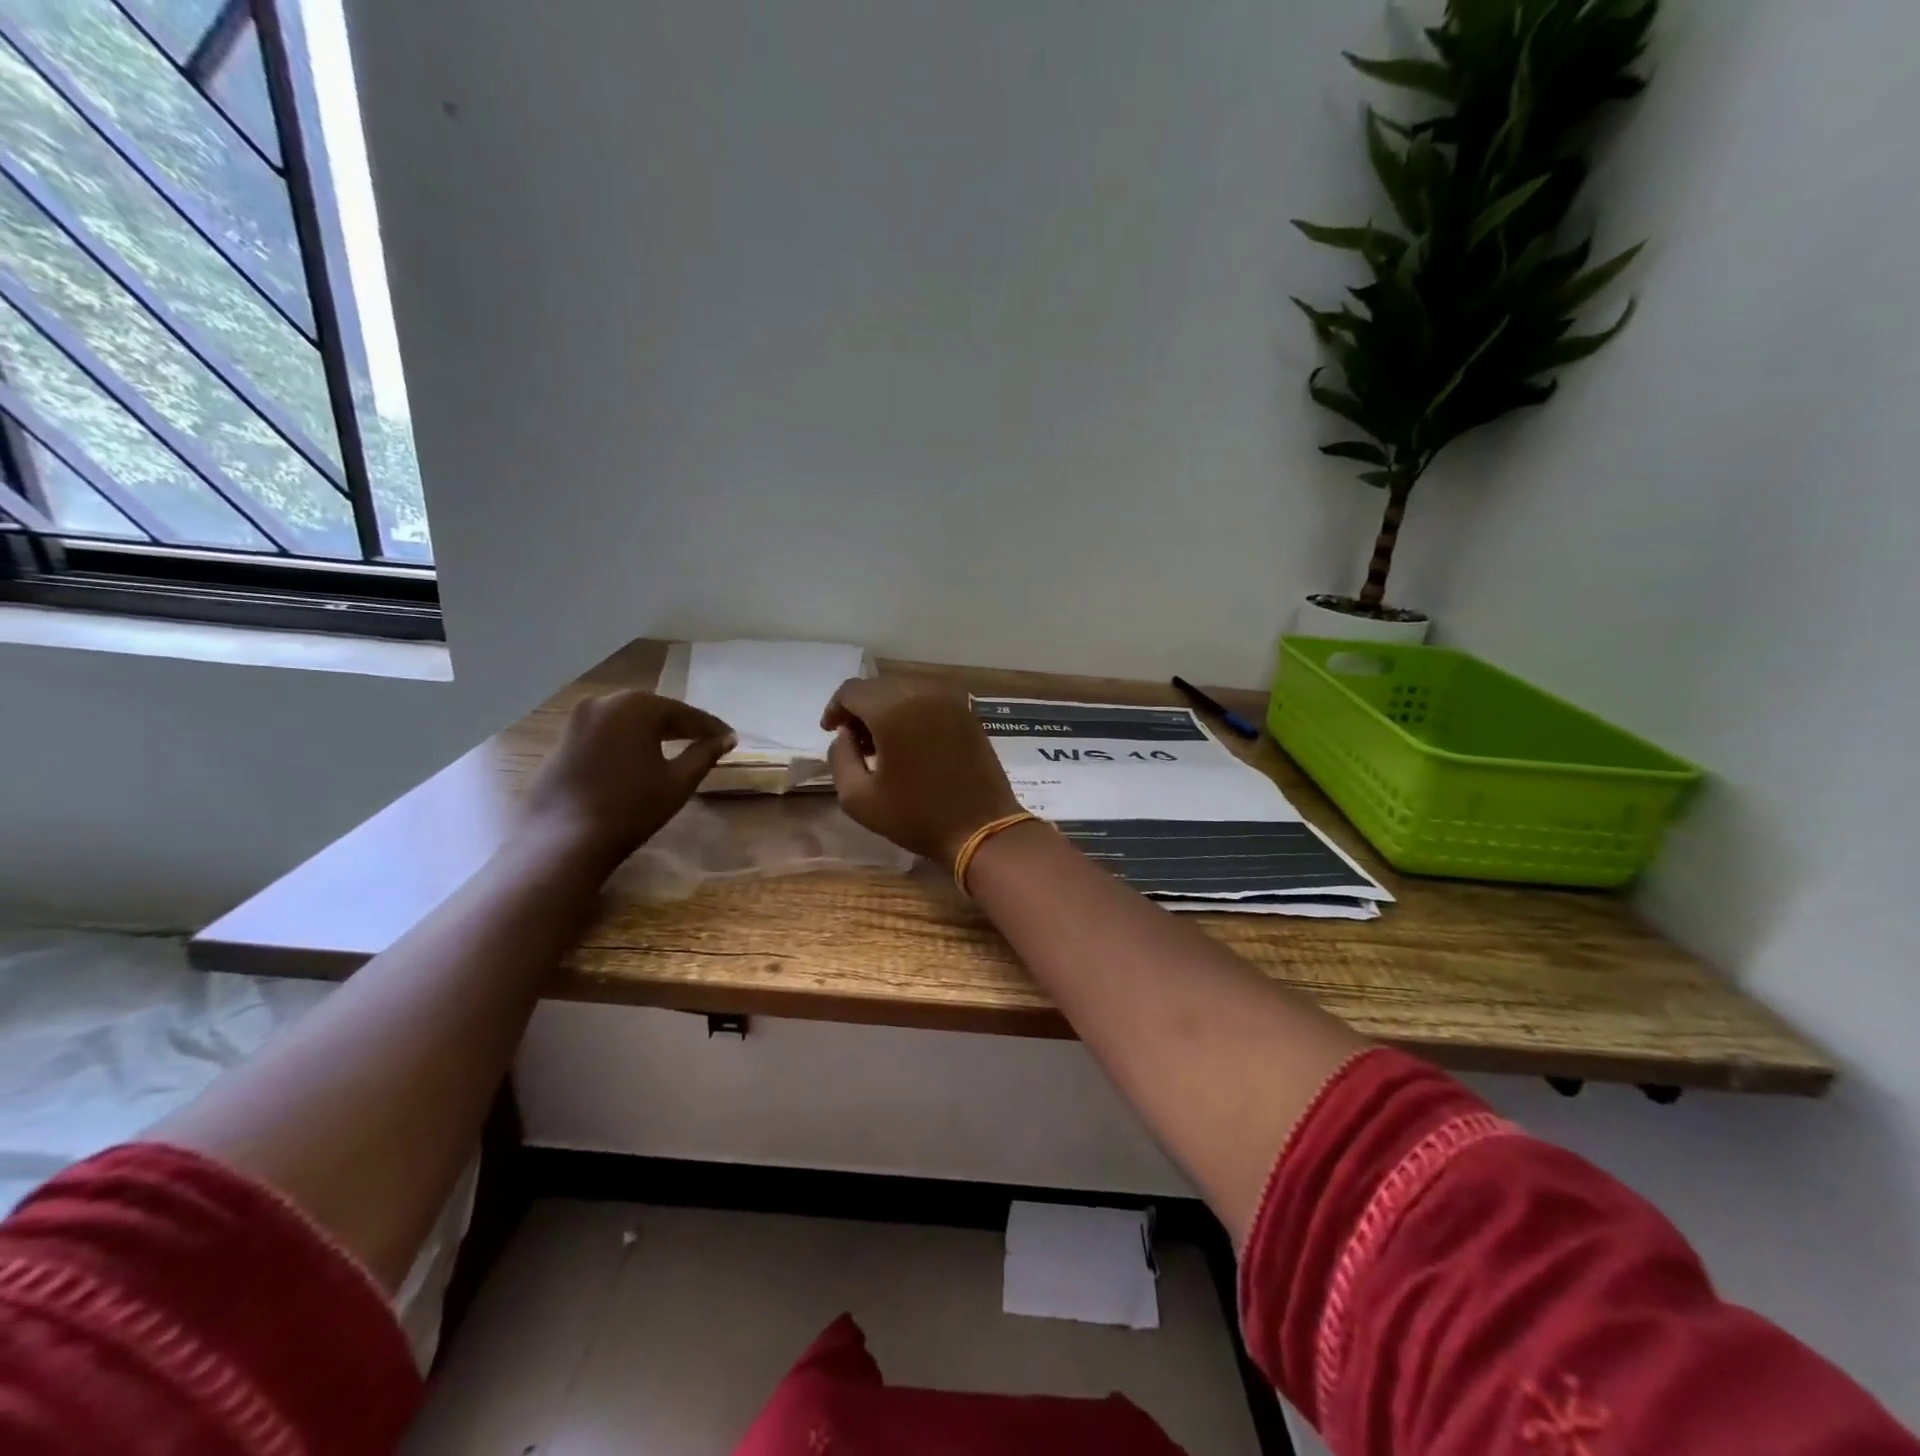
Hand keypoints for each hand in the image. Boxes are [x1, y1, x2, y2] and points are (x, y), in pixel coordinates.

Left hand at [521, 691, 734, 866]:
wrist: (562, 841)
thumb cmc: (630, 808)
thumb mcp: (678, 782)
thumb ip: (704, 754)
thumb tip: (726, 739)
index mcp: (636, 706)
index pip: (684, 713)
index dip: (710, 727)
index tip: (730, 738)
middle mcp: (604, 702)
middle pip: (654, 711)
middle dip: (681, 726)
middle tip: (706, 741)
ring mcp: (578, 720)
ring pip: (628, 721)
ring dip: (653, 733)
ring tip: (676, 749)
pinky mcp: (563, 741)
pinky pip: (606, 733)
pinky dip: (627, 742)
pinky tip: (639, 760)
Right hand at [820, 677, 1022, 865]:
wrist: (982, 827)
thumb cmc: (917, 816)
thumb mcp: (858, 798)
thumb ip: (840, 758)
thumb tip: (845, 736)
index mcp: (892, 709)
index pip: (852, 690)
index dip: (836, 709)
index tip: (831, 732)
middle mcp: (922, 692)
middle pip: (879, 686)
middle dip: (861, 708)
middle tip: (855, 741)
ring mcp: (950, 699)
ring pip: (905, 689)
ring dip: (887, 708)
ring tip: (882, 743)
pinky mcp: (967, 712)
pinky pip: (930, 698)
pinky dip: (913, 710)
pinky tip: (910, 741)